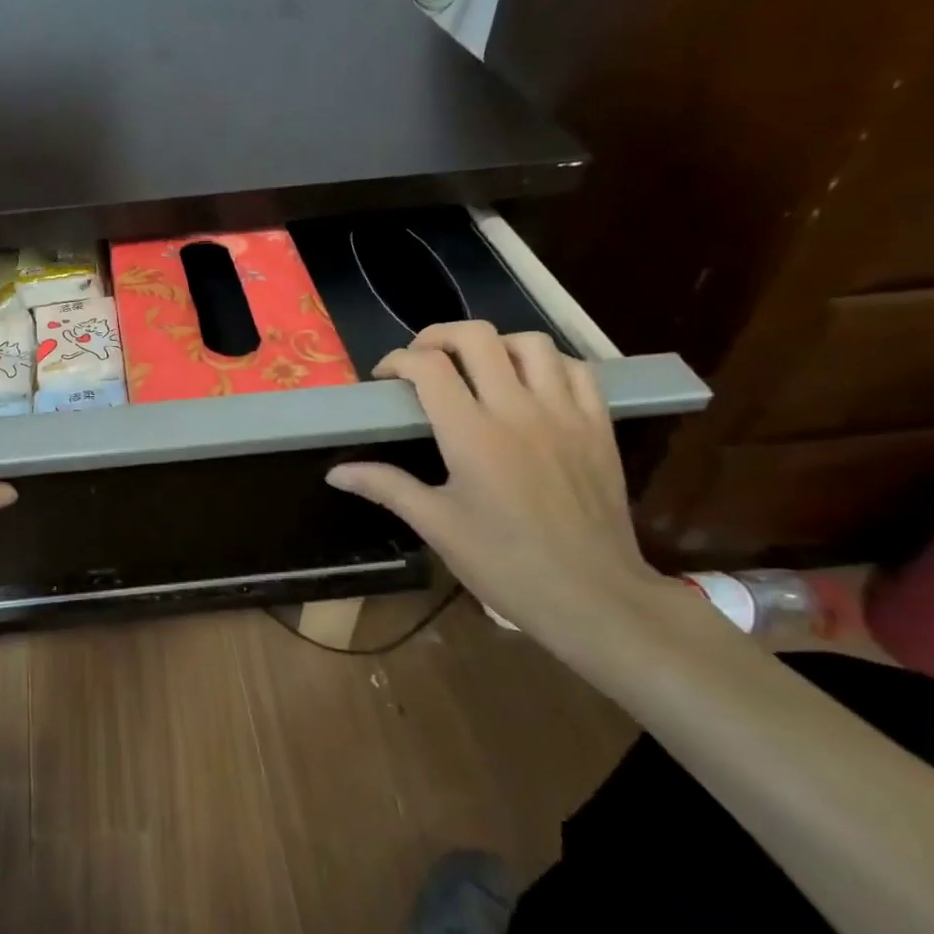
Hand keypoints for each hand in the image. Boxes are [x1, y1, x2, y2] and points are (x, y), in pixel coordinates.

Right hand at [325, 322, 666, 639]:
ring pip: (529, 343)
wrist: (593, 596)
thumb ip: (386, 486)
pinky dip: (547, 362)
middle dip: (438, 337)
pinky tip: (530, 383)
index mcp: (471, 435)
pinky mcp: (598, 424)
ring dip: (494, 344)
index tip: (385, 378)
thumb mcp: (436, 526)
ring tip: (476, 367)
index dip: (398, 360)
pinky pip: (576, 368)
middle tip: (422, 361)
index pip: (428, 367)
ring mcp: (564, 412)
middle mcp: (517, 410)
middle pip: (476, 337)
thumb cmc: (504, 564)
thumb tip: (336, 472)